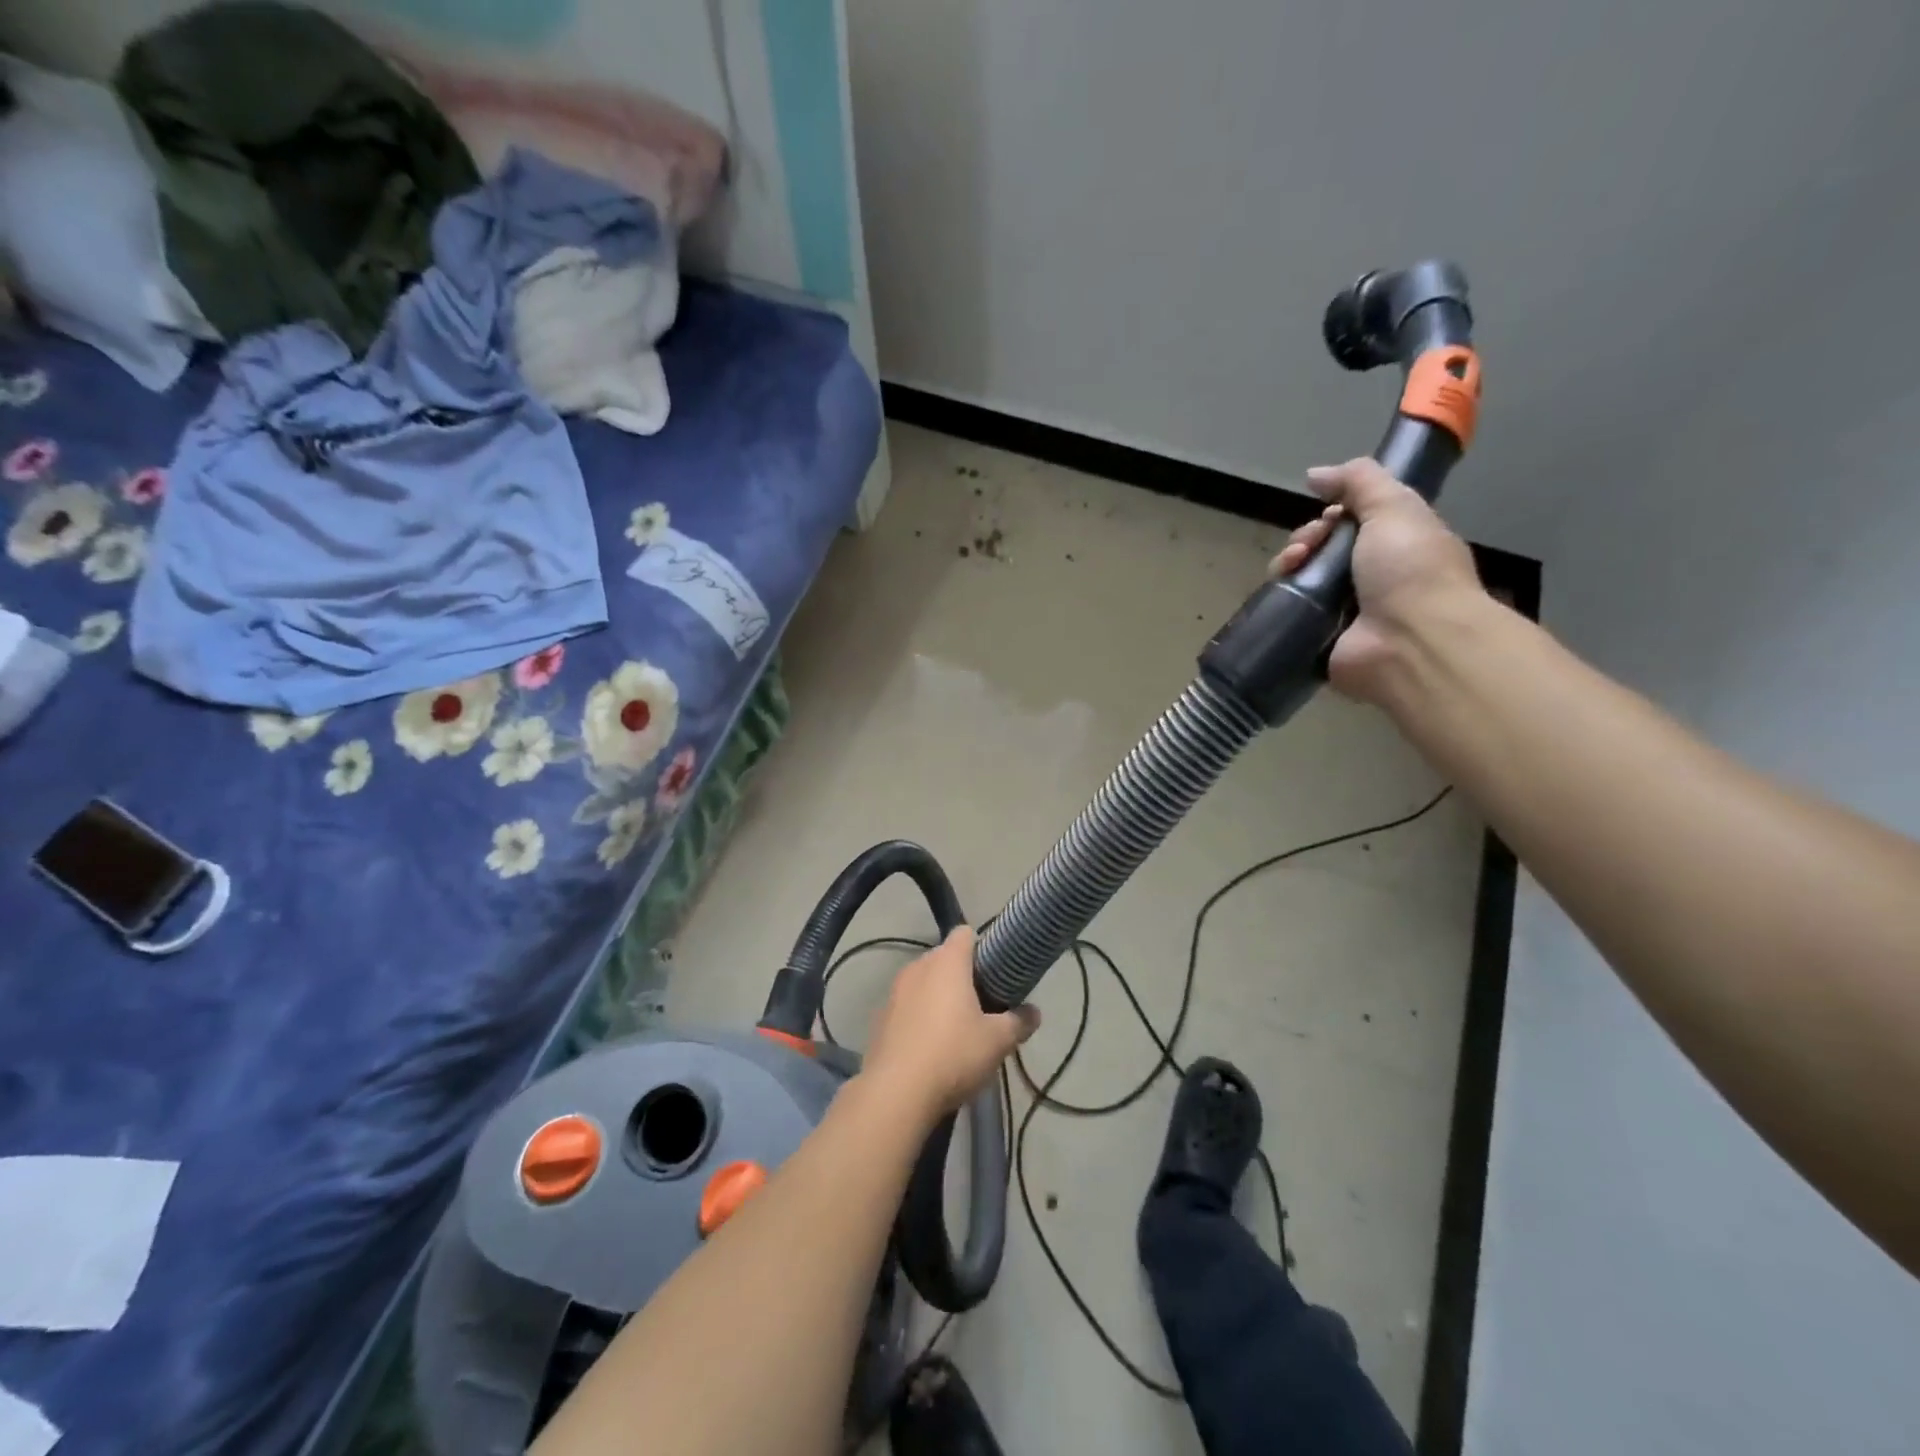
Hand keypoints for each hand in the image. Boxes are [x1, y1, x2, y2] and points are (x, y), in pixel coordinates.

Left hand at [862, 927, 1039, 1120]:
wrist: (895, 1093)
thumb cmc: (953, 1054)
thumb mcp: (998, 1041)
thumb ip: (1019, 1022)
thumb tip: (1034, 1012)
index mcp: (947, 962)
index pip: (965, 933)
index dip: (982, 947)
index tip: (996, 971)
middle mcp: (918, 967)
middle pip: (944, 959)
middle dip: (963, 976)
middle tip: (984, 1005)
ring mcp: (894, 991)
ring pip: (924, 983)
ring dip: (939, 997)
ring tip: (957, 1029)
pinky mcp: (880, 1018)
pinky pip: (907, 1006)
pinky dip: (919, 1017)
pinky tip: (930, 1048)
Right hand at [1269, 457, 1484, 702]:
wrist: (1411, 642)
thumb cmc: (1411, 569)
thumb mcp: (1395, 507)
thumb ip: (1359, 481)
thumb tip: (1315, 474)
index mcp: (1396, 547)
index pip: (1352, 524)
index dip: (1332, 515)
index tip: (1327, 517)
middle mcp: (1370, 580)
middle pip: (1321, 550)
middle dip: (1306, 539)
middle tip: (1307, 547)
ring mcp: (1344, 613)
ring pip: (1302, 580)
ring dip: (1289, 565)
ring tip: (1291, 567)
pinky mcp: (1319, 641)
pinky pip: (1291, 616)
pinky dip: (1281, 602)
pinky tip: (1281, 592)